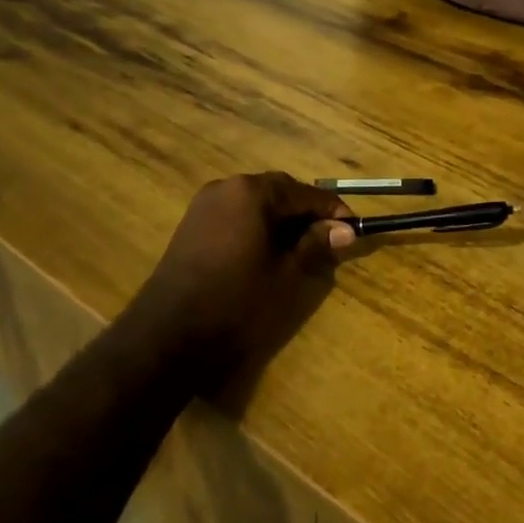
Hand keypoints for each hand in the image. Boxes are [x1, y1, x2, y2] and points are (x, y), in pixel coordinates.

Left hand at [123, 173, 354, 385]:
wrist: (168, 335)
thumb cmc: (237, 301)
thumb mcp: (287, 274)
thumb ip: (316, 244)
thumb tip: (345, 230)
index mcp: (251, 192)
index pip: (305, 193)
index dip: (333, 211)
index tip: (355, 230)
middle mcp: (226, 187)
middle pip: (279, 193)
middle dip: (307, 214)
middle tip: (331, 240)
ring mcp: (204, 206)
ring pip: (257, 205)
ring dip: (283, 221)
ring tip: (303, 249)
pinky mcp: (192, 227)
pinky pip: (236, 217)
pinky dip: (258, 228)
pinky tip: (269, 254)